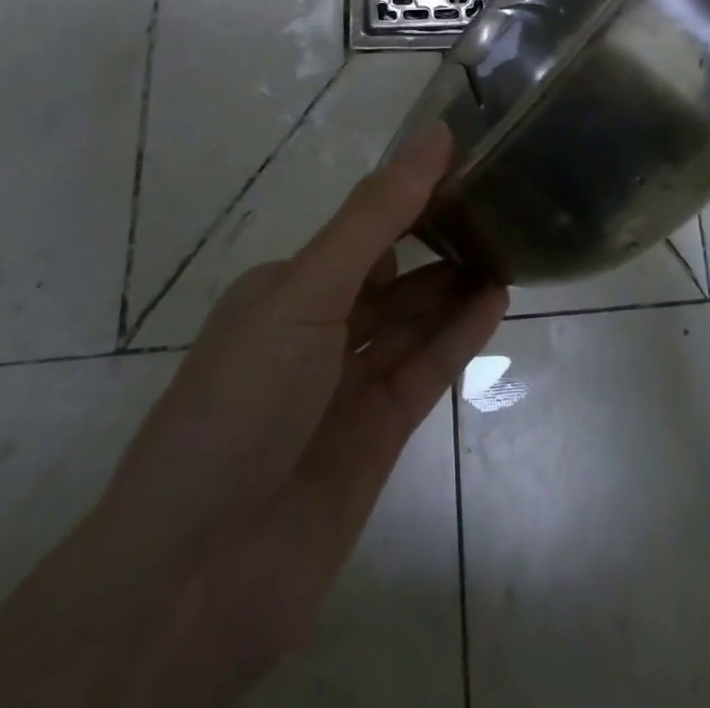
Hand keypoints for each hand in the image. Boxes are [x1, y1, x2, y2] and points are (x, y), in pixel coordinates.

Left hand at [0, 125, 507, 707]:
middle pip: (390, 275)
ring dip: (454, 287)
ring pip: (412, 322)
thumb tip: (433, 135)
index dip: (410, 195)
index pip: (360, 229)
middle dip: (437, 241)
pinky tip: (497, 301)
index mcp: (283, 290)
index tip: (465, 161)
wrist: (199, 574)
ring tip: (510, 246)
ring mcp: (345, 386)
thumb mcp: (306, 291)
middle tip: (499, 204)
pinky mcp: (376, 435)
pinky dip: (459, 336)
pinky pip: (426, 370)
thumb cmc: (245, 400)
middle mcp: (313, 332)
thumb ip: (375, 216)